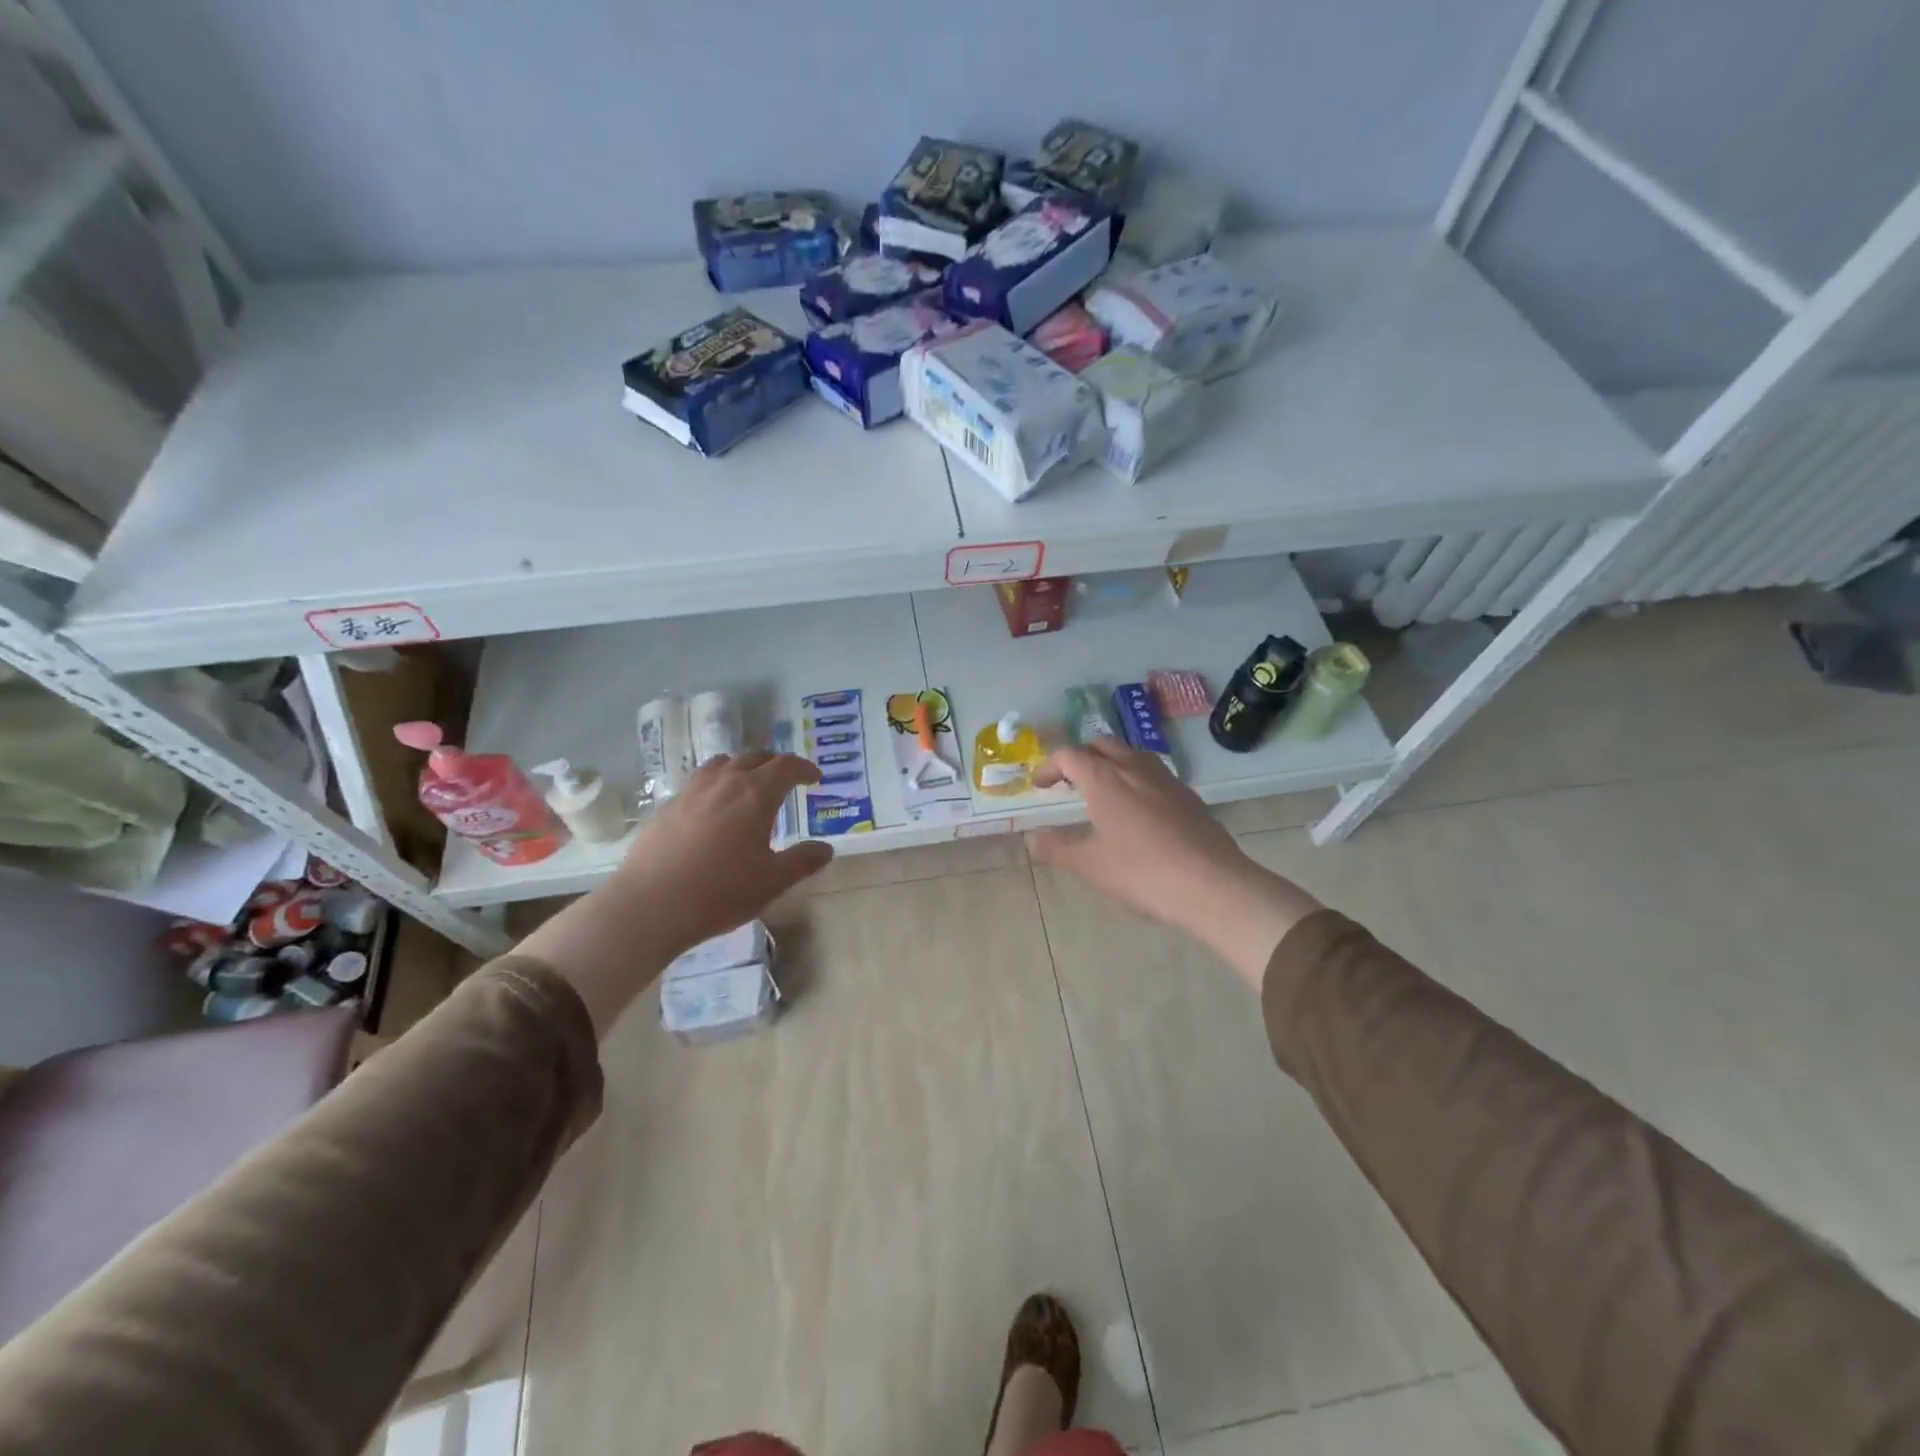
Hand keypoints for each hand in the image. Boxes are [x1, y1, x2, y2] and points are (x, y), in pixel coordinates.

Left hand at [517, 752, 830, 1036]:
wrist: (649, 906)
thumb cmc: (720, 892)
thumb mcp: (772, 881)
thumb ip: (802, 861)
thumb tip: (826, 849)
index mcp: (755, 794)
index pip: (786, 766)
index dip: (804, 768)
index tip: (815, 778)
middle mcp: (724, 783)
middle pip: (754, 757)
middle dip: (775, 764)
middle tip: (787, 779)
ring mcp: (691, 792)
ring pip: (721, 764)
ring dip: (742, 768)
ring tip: (748, 785)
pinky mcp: (666, 808)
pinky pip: (697, 783)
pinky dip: (715, 785)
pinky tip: (712, 810)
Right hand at [1029, 740, 1320, 991]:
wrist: (1212, 884)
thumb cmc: (1142, 872)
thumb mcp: (1090, 865)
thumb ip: (1057, 848)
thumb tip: (1033, 838)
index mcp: (1104, 778)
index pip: (1069, 755)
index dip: (1049, 766)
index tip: (1040, 786)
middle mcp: (1134, 767)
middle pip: (1101, 745)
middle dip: (1081, 757)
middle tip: (1069, 781)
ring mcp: (1166, 779)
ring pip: (1132, 754)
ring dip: (1111, 762)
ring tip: (1103, 790)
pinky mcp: (1188, 795)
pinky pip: (1154, 773)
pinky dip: (1136, 779)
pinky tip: (1139, 810)